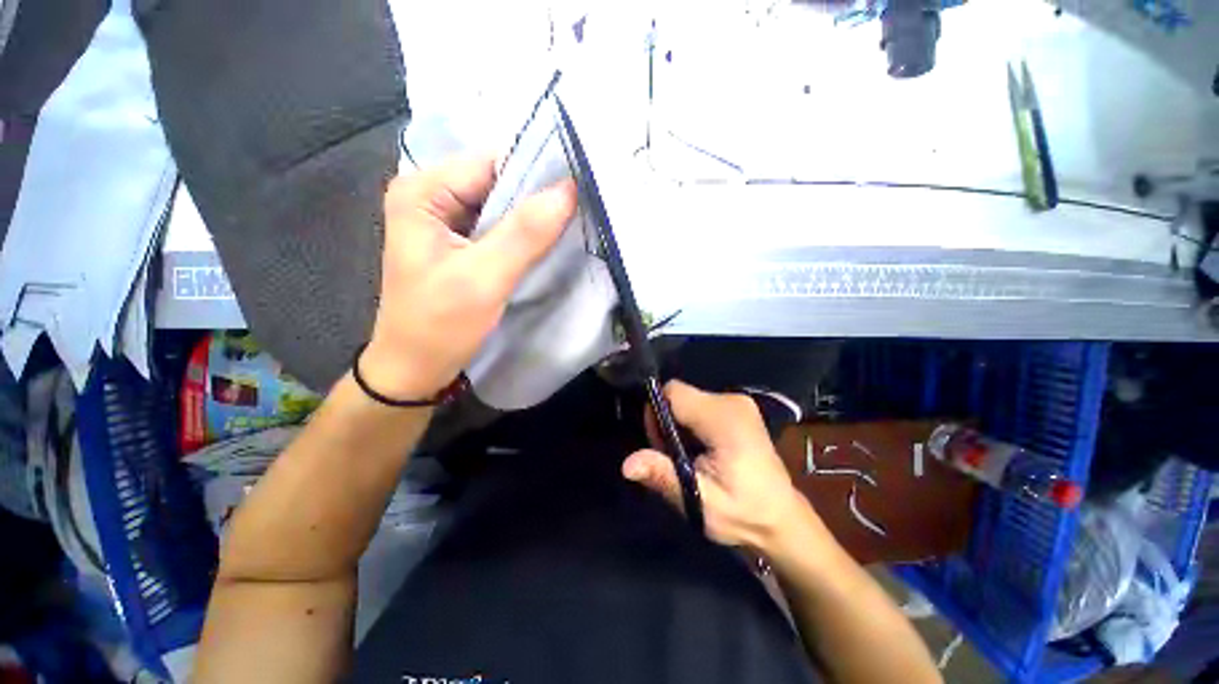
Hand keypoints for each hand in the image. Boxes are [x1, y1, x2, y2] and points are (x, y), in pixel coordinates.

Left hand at [360, 155, 577, 399]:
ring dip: (534, 217)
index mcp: (422, 191)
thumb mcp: (485, 278)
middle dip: (538, 197)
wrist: (415, 368)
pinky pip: (498, 227)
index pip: (492, 163)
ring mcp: (444, 220)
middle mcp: (430, 195)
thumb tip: (569, 189)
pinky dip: (523, 234)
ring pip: (501, 205)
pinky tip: (546, 243)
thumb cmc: (440, 325)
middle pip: (497, 181)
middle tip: (581, 210)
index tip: (580, 188)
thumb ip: (525, 233)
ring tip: (570, 226)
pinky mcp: (458, 243)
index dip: (537, 173)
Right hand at [622, 381, 810, 552]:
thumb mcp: (701, 501)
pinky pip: (700, 404)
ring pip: (687, 399)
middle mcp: (732, 401)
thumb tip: (626, 464)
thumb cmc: (743, 513)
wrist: (782, 519)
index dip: (657, 413)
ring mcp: (738, 402)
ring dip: (678, 423)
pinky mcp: (738, 408)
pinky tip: (700, 449)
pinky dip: (691, 422)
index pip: (674, 392)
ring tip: (688, 456)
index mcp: (724, 419)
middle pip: (679, 395)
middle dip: (666, 421)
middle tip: (673, 457)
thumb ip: (664, 476)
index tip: (660, 445)